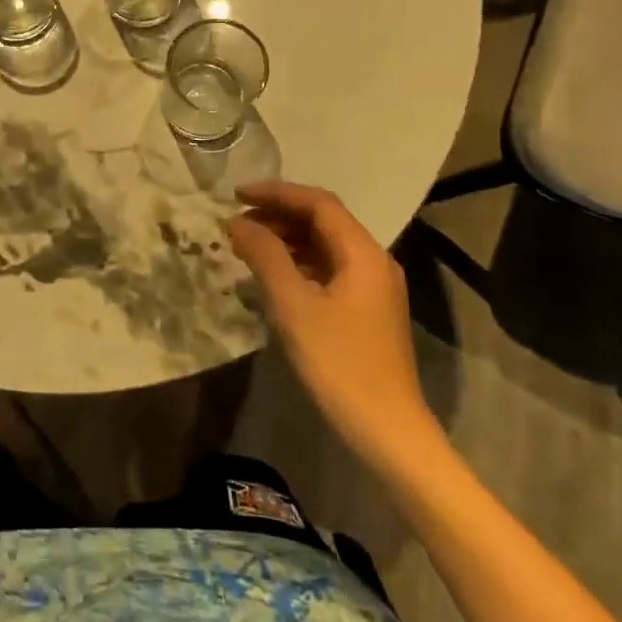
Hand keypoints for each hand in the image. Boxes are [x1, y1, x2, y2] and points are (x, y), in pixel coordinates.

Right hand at [227, 181, 437, 467]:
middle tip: (236, 222)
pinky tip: (270, 275)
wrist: (386, 429)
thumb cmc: (339, 363)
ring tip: (246, 245)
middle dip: (278, 214)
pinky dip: (296, 262)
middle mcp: (373, 261)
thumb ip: (266, 256)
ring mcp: (372, 287)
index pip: (318, 203)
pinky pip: (326, 268)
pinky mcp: (364, 309)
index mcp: (363, 253)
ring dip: (285, 238)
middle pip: (323, 220)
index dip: (276, 192)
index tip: (235, 195)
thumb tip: (237, 222)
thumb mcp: (294, 306)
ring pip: (324, 245)